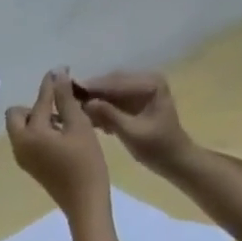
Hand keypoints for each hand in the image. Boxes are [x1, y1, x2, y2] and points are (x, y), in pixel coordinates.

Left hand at [5, 70, 108, 222]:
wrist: (83, 202)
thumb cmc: (85, 162)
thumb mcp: (78, 125)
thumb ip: (65, 99)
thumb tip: (57, 74)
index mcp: (31, 134)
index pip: (39, 100)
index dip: (51, 85)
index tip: (63, 73)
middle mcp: (20, 146)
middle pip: (16, 115)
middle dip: (35, 105)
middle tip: (59, 105)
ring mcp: (23, 158)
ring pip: (21, 129)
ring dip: (37, 119)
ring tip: (63, 118)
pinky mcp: (31, 167)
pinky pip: (28, 141)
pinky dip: (39, 132)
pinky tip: (60, 133)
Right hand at [76, 71, 193, 176]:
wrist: (174, 160)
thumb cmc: (157, 148)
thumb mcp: (132, 133)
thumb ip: (110, 116)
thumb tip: (86, 103)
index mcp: (150, 83)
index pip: (116, 82)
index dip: (93, 87)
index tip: (70, 91)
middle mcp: (146, 81)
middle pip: (113, 83)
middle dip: (92, 92)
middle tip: (67, 99)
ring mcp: (141, 91)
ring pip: (112, 92)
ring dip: (95, 101)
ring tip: (74, 110)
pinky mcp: (136, 103)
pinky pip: (115, 102)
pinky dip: (102, 109)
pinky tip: (89, 118)